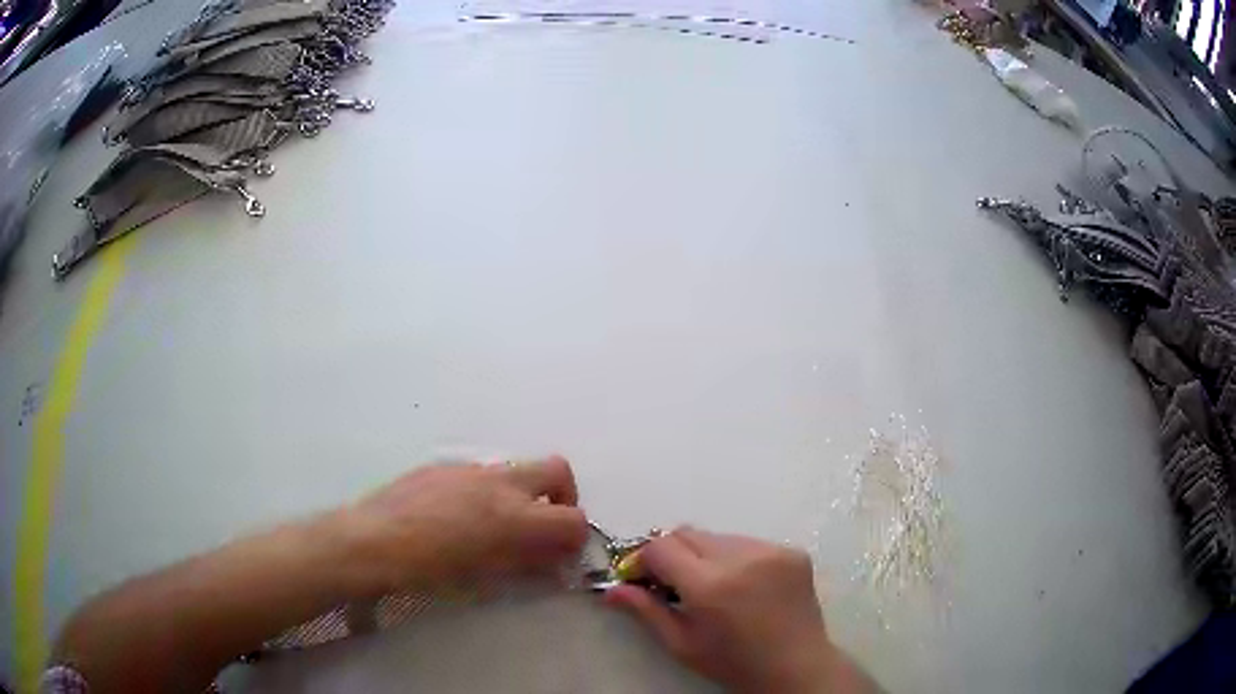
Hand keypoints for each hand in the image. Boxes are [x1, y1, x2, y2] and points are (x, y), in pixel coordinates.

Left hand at [334, 456, 587, 596]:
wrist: (373, 541)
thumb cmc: (430, 569)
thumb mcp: (485, 577)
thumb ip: (525, 564)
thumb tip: (551, 562)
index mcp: (514, 515)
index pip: (573, 518)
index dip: (575, 538)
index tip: (561, 555)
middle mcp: (499, 483)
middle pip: (557, 470)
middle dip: (561, 497)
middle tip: (542, 526)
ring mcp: (471, 469)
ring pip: (516, 470)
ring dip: (521, 495)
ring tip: (494, 527)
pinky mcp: (444, 465)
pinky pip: (480, 473)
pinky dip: (486, 492)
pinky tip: (457, 518)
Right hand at [605, 527, 841, 693]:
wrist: (796, 666)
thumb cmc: (733, 663)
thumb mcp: (682, 644)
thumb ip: (645, 611)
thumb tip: (611, 589)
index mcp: (710, 585)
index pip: (660, 547)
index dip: (644, 560)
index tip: (643, 580)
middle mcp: (741, 557)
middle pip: (687, 533)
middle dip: (672, 554)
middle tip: (674, 583)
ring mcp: (771, 550)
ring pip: (718, 537)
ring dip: (705, 555)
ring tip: (714, 586)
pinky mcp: (792, 551)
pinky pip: (748, 542)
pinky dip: (736, 558)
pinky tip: (744, 586)